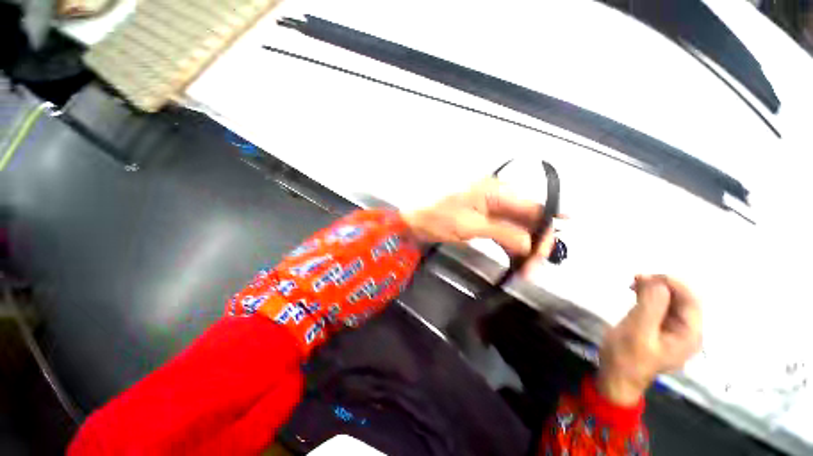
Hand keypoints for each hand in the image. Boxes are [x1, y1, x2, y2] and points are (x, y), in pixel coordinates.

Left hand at [402, 178, 558, 261]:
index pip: (531, 207)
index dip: (547, 224)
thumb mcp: (470, 226)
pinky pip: (501, 230)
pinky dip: (509, 244)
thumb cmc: (437, 219)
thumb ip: (503, 233)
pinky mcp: (480, 218)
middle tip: (537, 267)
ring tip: (527, 269)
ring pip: (515, 225)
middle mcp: (495, 196)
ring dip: (522, 246)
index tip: (560, 240)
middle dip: (535, 241)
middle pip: (526, 216)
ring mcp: (487, 207)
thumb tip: (530, 244)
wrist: (412, 221)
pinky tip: (515, 258)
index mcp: (494, 191)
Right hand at [597, 275, 702, 405]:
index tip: (643, 276)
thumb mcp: (637, 331)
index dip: (671, 282)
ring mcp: (676, 331)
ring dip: (655, 289)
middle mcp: (688, 331)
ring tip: (633, 284)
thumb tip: (657, 281)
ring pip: (672, 301)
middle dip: (661, 285)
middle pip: (683, 299)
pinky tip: (636, 295)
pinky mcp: (662, 329)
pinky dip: (650, 297)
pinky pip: (662, 307)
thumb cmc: (627, 357)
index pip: (690, 299)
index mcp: (689, 334)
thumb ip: (651, 306)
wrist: (617, 377)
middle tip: (635, 279)